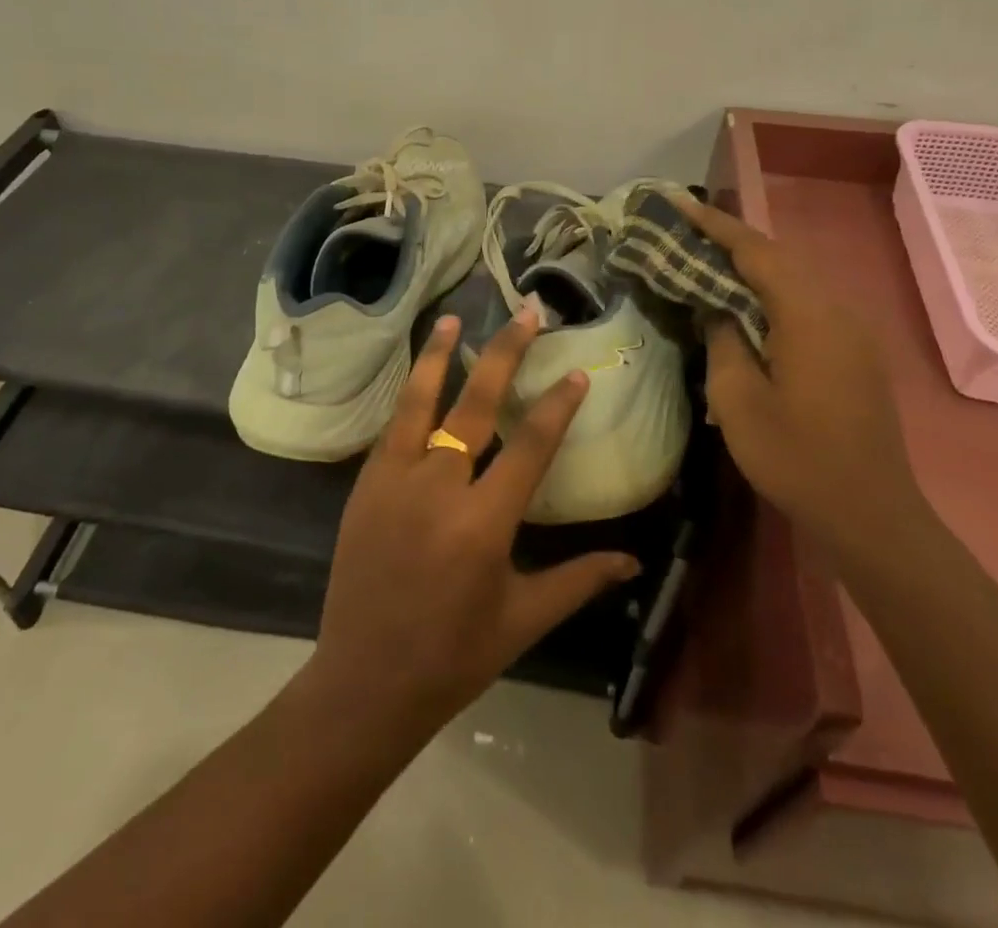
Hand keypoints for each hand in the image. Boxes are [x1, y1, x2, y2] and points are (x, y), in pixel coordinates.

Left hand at [303, 311, 640, 738]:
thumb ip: (578, 580)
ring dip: (439, 356)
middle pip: (475, 405)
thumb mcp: (523, 620)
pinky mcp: (365, 485)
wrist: (364, 682)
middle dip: (504, 354)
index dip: (557, 405)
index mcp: (483, 524)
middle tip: (526, 314)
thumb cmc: (453, 657)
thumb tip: (634, 560)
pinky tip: (421, 373)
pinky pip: (392, 428)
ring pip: (420, 402)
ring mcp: (394, 481)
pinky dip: (409, 395)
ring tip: (455, 318)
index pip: (530, 447)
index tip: (576, 372)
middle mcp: (437, 489)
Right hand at [679, 197, 931, 564]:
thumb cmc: (795, 457)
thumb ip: (723, 340)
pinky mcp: (857, 352)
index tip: (678, 203)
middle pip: (779, 258)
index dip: (715, 224)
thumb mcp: (738, 400)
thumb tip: (718, 308)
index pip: (755, 251)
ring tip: (709, 261)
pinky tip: (748, 306)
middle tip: (686, 230)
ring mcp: (853, 331)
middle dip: (731, 240)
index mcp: (808, 315)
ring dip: (753, 266)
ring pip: (796, 279)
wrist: (870, 513)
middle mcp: (837, 310)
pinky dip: (774, 292)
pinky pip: (809, 303)